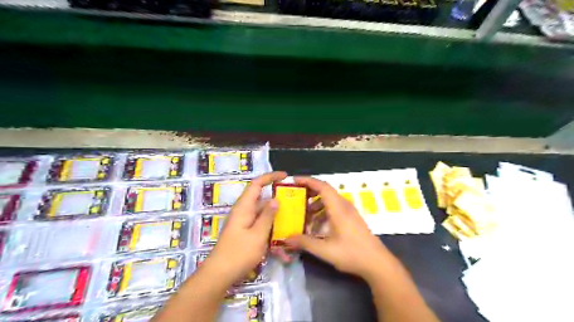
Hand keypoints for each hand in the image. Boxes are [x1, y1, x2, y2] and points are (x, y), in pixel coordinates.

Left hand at [205, 171, 286, 286]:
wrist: (220, 274)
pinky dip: (271, 233)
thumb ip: (267, 216)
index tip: (285, 176)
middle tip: (295, 204)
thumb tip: (275, 199)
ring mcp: (245, 223)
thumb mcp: (257, 234)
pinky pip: (261, 227)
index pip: (256, 184)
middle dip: (278, 201)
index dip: (270, 177)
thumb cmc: (238, 253)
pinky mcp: (246, 233)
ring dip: (276, 220)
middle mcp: (244, 212)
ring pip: (263, 215)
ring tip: (292, 224)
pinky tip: (282, 248)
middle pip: (262, 200)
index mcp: (244, 207)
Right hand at [284, 176, 399, 280]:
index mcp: (338, 209)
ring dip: (316, 204)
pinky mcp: (351, 218)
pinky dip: (323, 212)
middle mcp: (344, 206)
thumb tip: (286, 239)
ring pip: (329, 200)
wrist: (377, 263)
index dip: (307, 181)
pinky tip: (316, 226)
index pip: (322, 187)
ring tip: (304, 214)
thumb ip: (305, 243)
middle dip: (309, 192)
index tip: (294, 180)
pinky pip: (334, 208)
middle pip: (325, 191)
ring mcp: (349, 212)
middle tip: (295, 197)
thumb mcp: (325, 250)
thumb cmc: (352, 254)